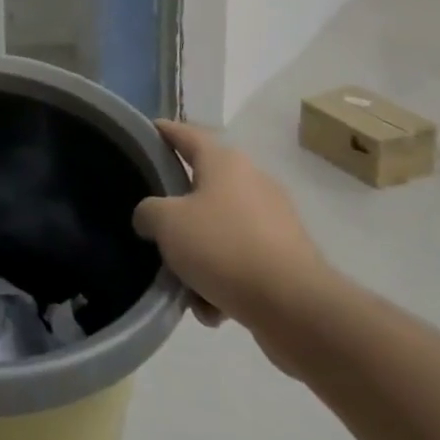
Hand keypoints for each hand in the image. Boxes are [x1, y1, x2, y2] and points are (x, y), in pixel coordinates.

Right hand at [133, 121, 333, 353]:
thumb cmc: (224, 247)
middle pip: (202, 187)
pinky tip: (212, 307)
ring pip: (219, 230)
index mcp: (225, 162)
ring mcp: (274, 222)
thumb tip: (150, 218)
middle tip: (153, 226)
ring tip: (183, 284)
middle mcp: (253, 183)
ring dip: (199, 255)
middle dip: (177, 212)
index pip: (185, 134)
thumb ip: (147, 212)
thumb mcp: (166, 223)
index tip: (143, 134)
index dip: (162, 131)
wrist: (296, 308)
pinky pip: (241, 262)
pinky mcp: (287, 259)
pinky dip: (223, 281)